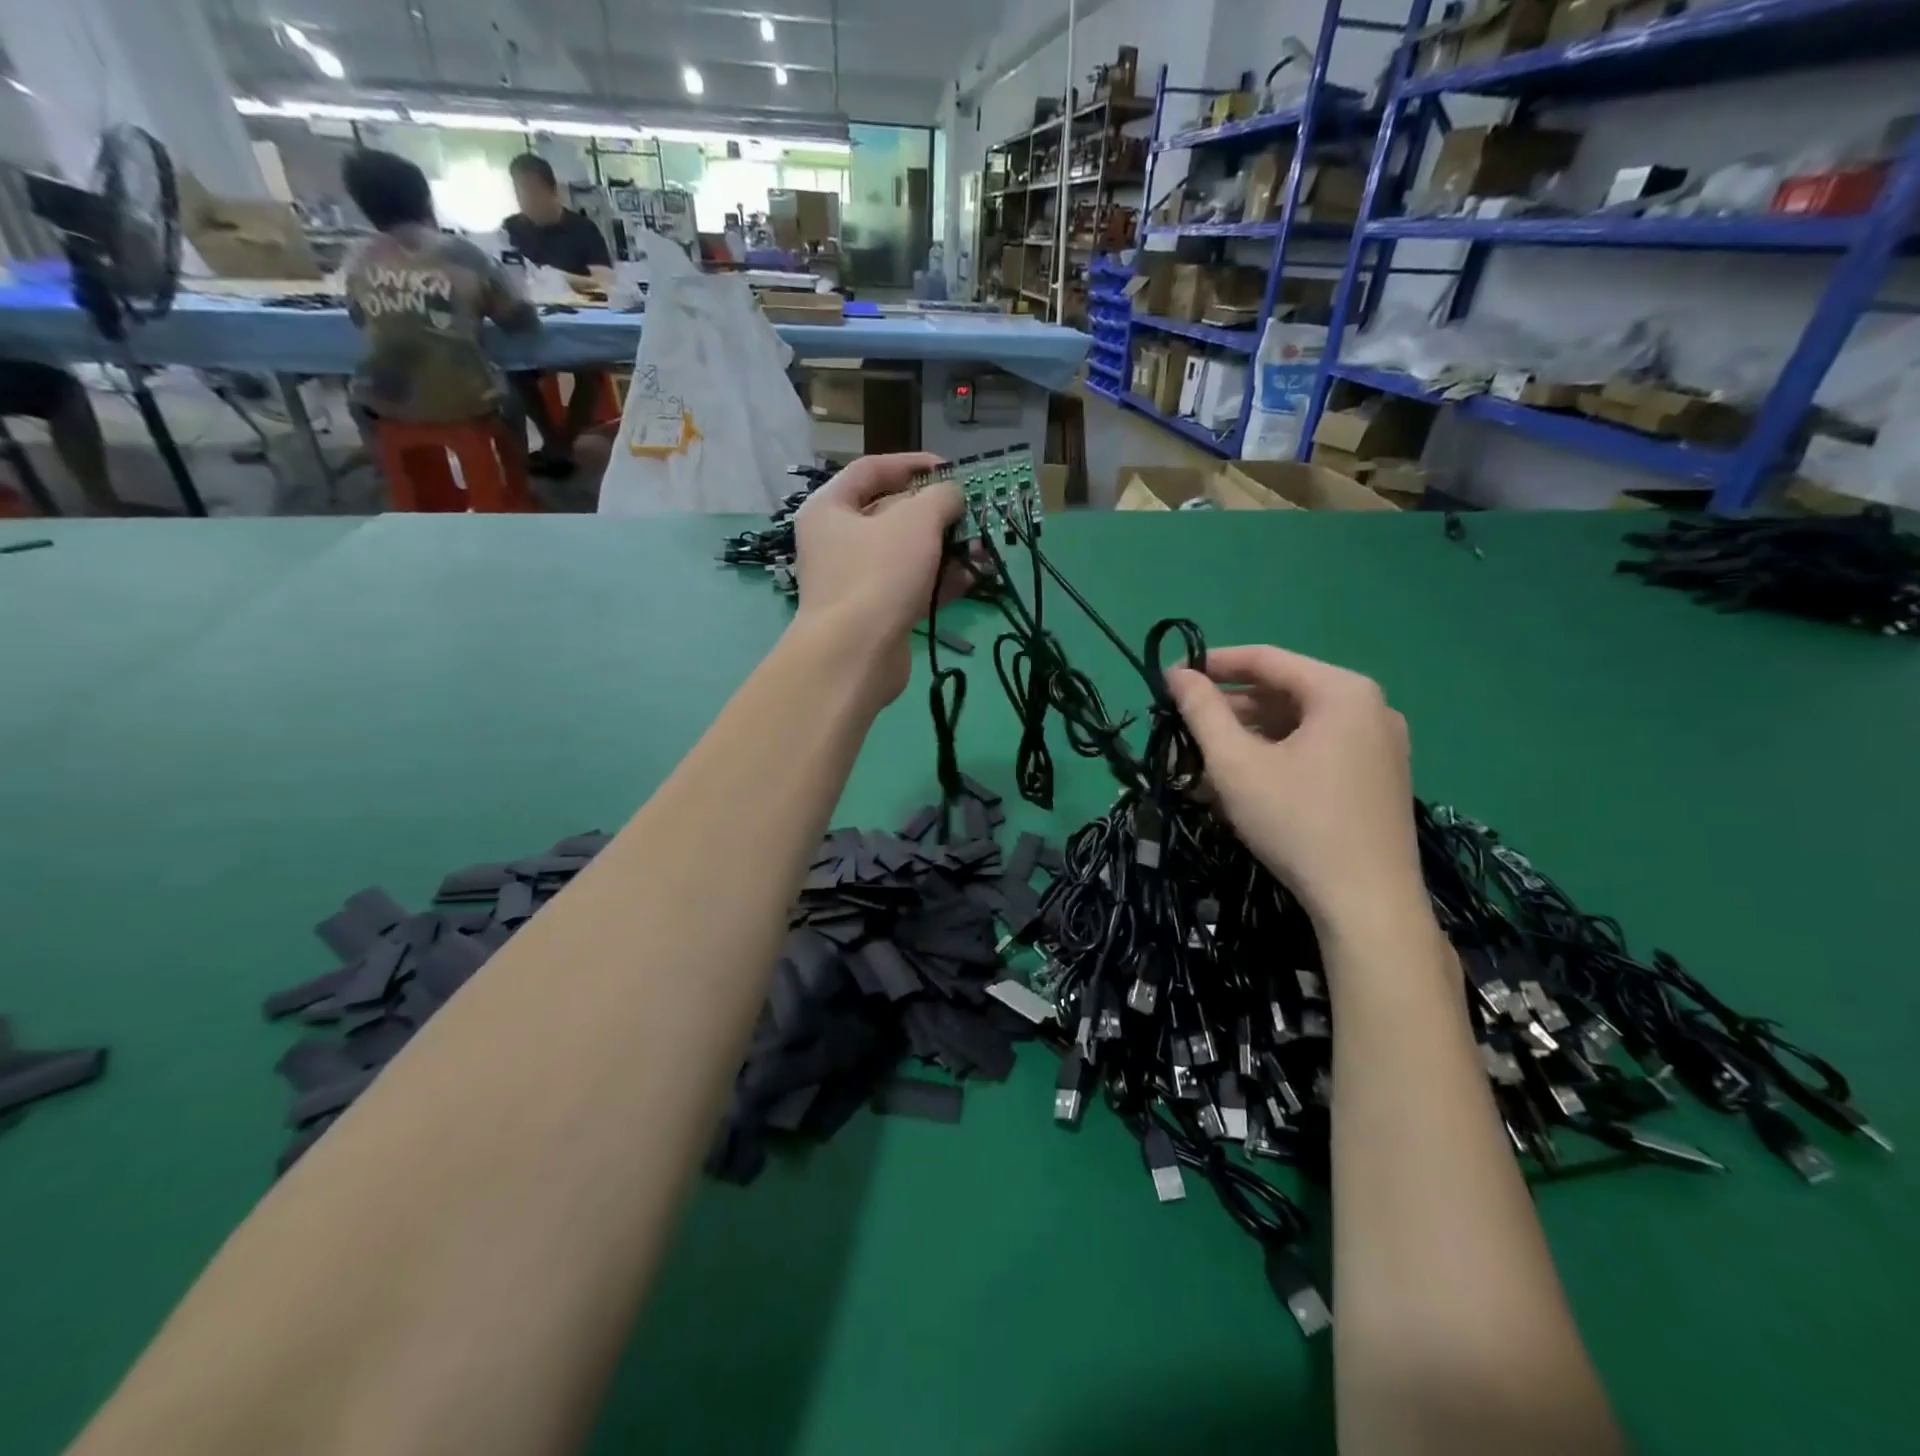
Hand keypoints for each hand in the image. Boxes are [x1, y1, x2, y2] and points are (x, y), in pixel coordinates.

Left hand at [793, 453, 969, 698]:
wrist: (855, 656)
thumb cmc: (878, 574)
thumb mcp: (916, 521)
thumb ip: (941, 498)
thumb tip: (952, 495)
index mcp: (830, 508)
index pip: (871, 470)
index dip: (912, 464)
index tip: (950, 469)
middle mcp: (838, 541)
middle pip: (893, 514)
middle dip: (938, 513)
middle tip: (973, 512)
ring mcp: (857, 580)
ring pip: (908, 554)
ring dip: (947, 549)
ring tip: (983, 547)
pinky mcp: (877, 614)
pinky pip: (912, 587)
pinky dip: (941, 581)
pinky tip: (974, 577)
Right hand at [1166, 646, 1422, 929]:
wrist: (1368, 905)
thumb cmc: (1297, 822)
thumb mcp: (1236, 764)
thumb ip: (1202, 711)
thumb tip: (1177, 674)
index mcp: (1342, 691)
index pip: (1266, 659)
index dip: (1213, 665)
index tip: (1171, 678)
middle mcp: (1370, 706)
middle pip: (1284, 692)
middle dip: (1229, 711)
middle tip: (1183, 729)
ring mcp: (1380, 744)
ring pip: (1298, 725)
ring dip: (1248, 738)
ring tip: (1204, 763)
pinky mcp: (1379, 777)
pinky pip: (1318, 750)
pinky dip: (1277, 757)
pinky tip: (1243, 783)